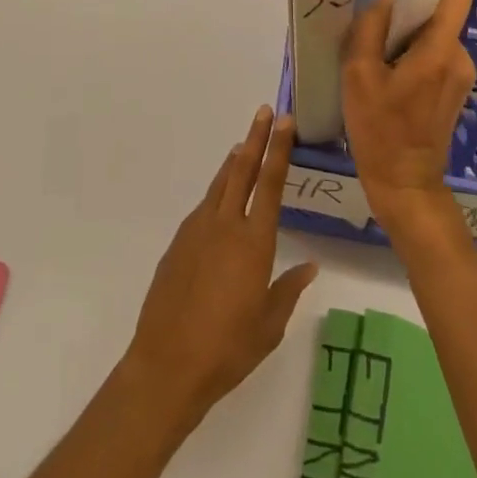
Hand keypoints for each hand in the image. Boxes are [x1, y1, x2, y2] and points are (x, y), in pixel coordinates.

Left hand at [124, 108, 319, 432]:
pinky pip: (203, 208)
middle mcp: (225, 226)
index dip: (278, 150)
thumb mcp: (269, 325)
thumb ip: (288, 290)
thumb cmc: (228, 349)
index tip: (283, 122)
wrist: (168, 365)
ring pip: (219, 186)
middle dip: (255, 139)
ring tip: (243, 145)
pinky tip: (220, 200)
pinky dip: (216, 193)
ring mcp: (197, 232)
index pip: (270, 184)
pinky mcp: (177, 244)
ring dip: (234, 163)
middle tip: (264, 112)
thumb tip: (308, 266)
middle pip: (242, 171)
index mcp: (253, 242)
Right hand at [342, 0, 476, 236]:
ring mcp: (461, 77)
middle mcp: (460, 58)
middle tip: (377, 35)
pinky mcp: (456, 93)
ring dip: (410, 42)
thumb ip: (370, 30)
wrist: (404, 183)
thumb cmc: (379, 129)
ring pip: (436, 38)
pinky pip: (437, 59)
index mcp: (441, 50)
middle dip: (411, 19)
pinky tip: (391, 82)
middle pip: (440, 16)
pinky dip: (416, 60)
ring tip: (380, 63)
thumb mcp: (359, 76)